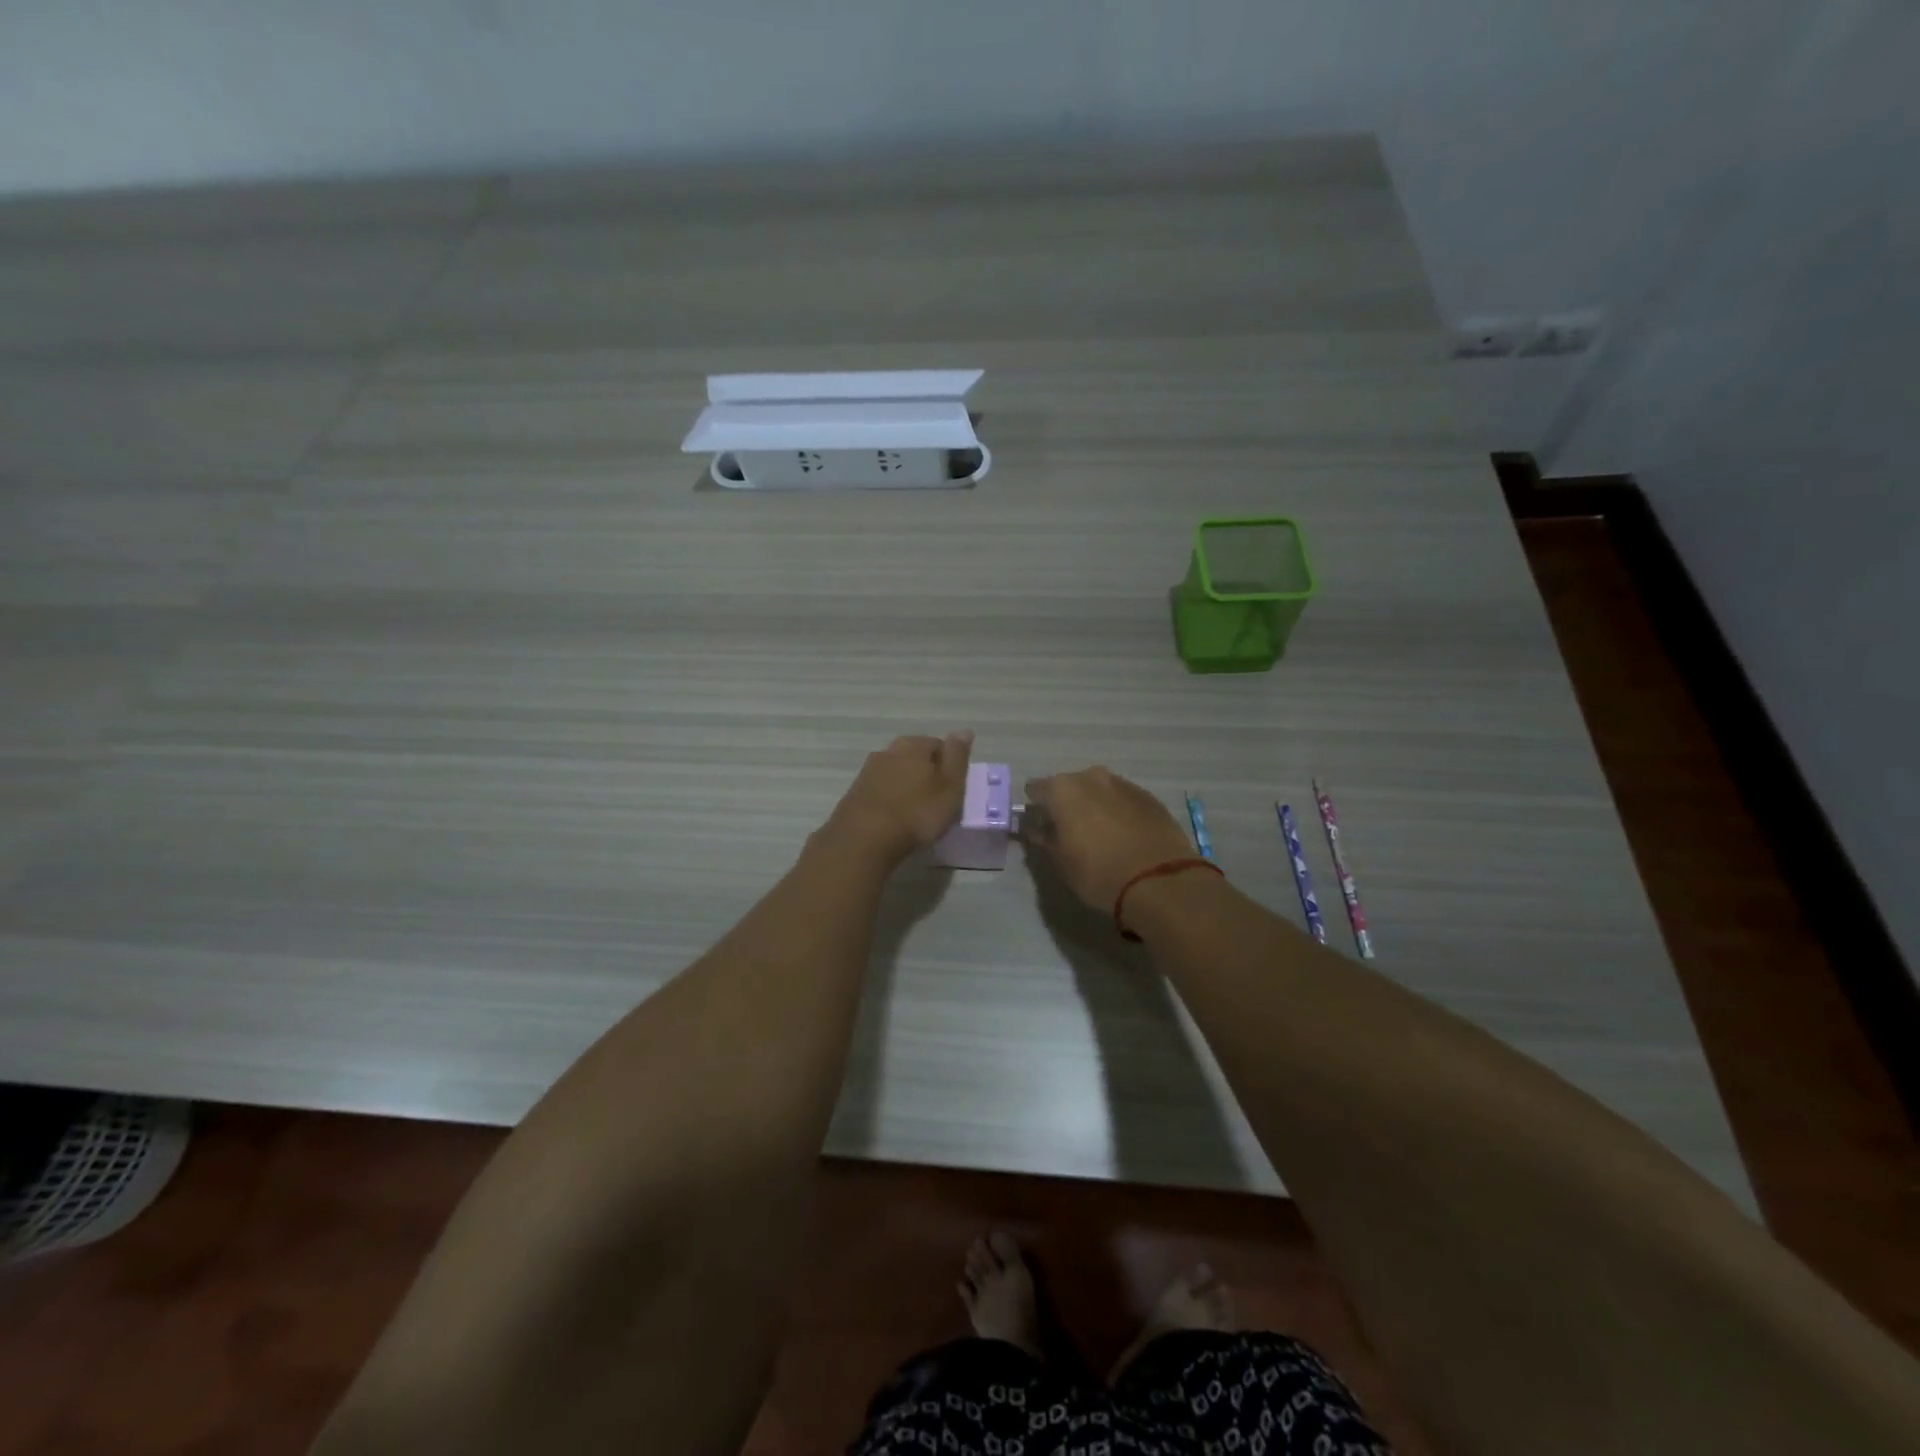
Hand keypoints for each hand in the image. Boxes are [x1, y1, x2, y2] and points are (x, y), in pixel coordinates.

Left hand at [824, 731, 973, 865]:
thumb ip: (957, 756)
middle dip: (925, 774)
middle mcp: (887, 751)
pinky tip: (894, 819)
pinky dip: (889, 800)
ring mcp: (867, 772)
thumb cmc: (917, 812)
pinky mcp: (854, 794)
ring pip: (895, 774)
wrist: (864, 839)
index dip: (949, 767)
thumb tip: (964, 730)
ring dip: (905, 787)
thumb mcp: (950, 785)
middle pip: (914, 758)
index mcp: (913, 745)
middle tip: (935, 801)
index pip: (938, 745)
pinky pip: (880, 792)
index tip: (953, 789)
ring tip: (915, 812)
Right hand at [1022, 766, 1197, 910]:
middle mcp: (1091, 777)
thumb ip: (1045, 839)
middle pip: (1069, 786)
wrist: (1159, 880)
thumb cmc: (1098, 872)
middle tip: (1070, 833)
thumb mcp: (1061, 862)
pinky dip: (1118, 812)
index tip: (1040, 828)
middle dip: (1066, 805)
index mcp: (1062, 789)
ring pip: (1098, 790)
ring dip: (1094, 806)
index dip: (1035, 809)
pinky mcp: (1149, 796)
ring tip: (1100, 835)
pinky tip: (1124, 836)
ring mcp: (1123, 783)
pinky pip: (1123, 799)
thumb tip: (1037, 829)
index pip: (1035, 790)